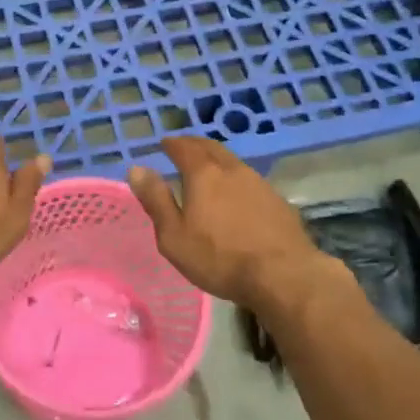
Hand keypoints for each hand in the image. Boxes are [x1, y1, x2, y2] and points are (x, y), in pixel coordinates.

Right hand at [128, 137, 329, 306]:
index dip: (172, 144)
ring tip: (209, 170)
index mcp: (204, 174)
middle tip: (184, 148)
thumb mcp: (174, 236)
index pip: (184, 148)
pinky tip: (237, 195)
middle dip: (195, 145)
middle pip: (211, 148)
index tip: (164, 143)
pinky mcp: (278, 201)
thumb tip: (137, 168)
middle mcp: (232, 170)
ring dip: (218, 161)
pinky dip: (236, 180)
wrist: (283, 276)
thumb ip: (155, 200)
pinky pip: (251, 181)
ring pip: (233, 163)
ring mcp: (259, 183)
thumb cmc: (219, 258)